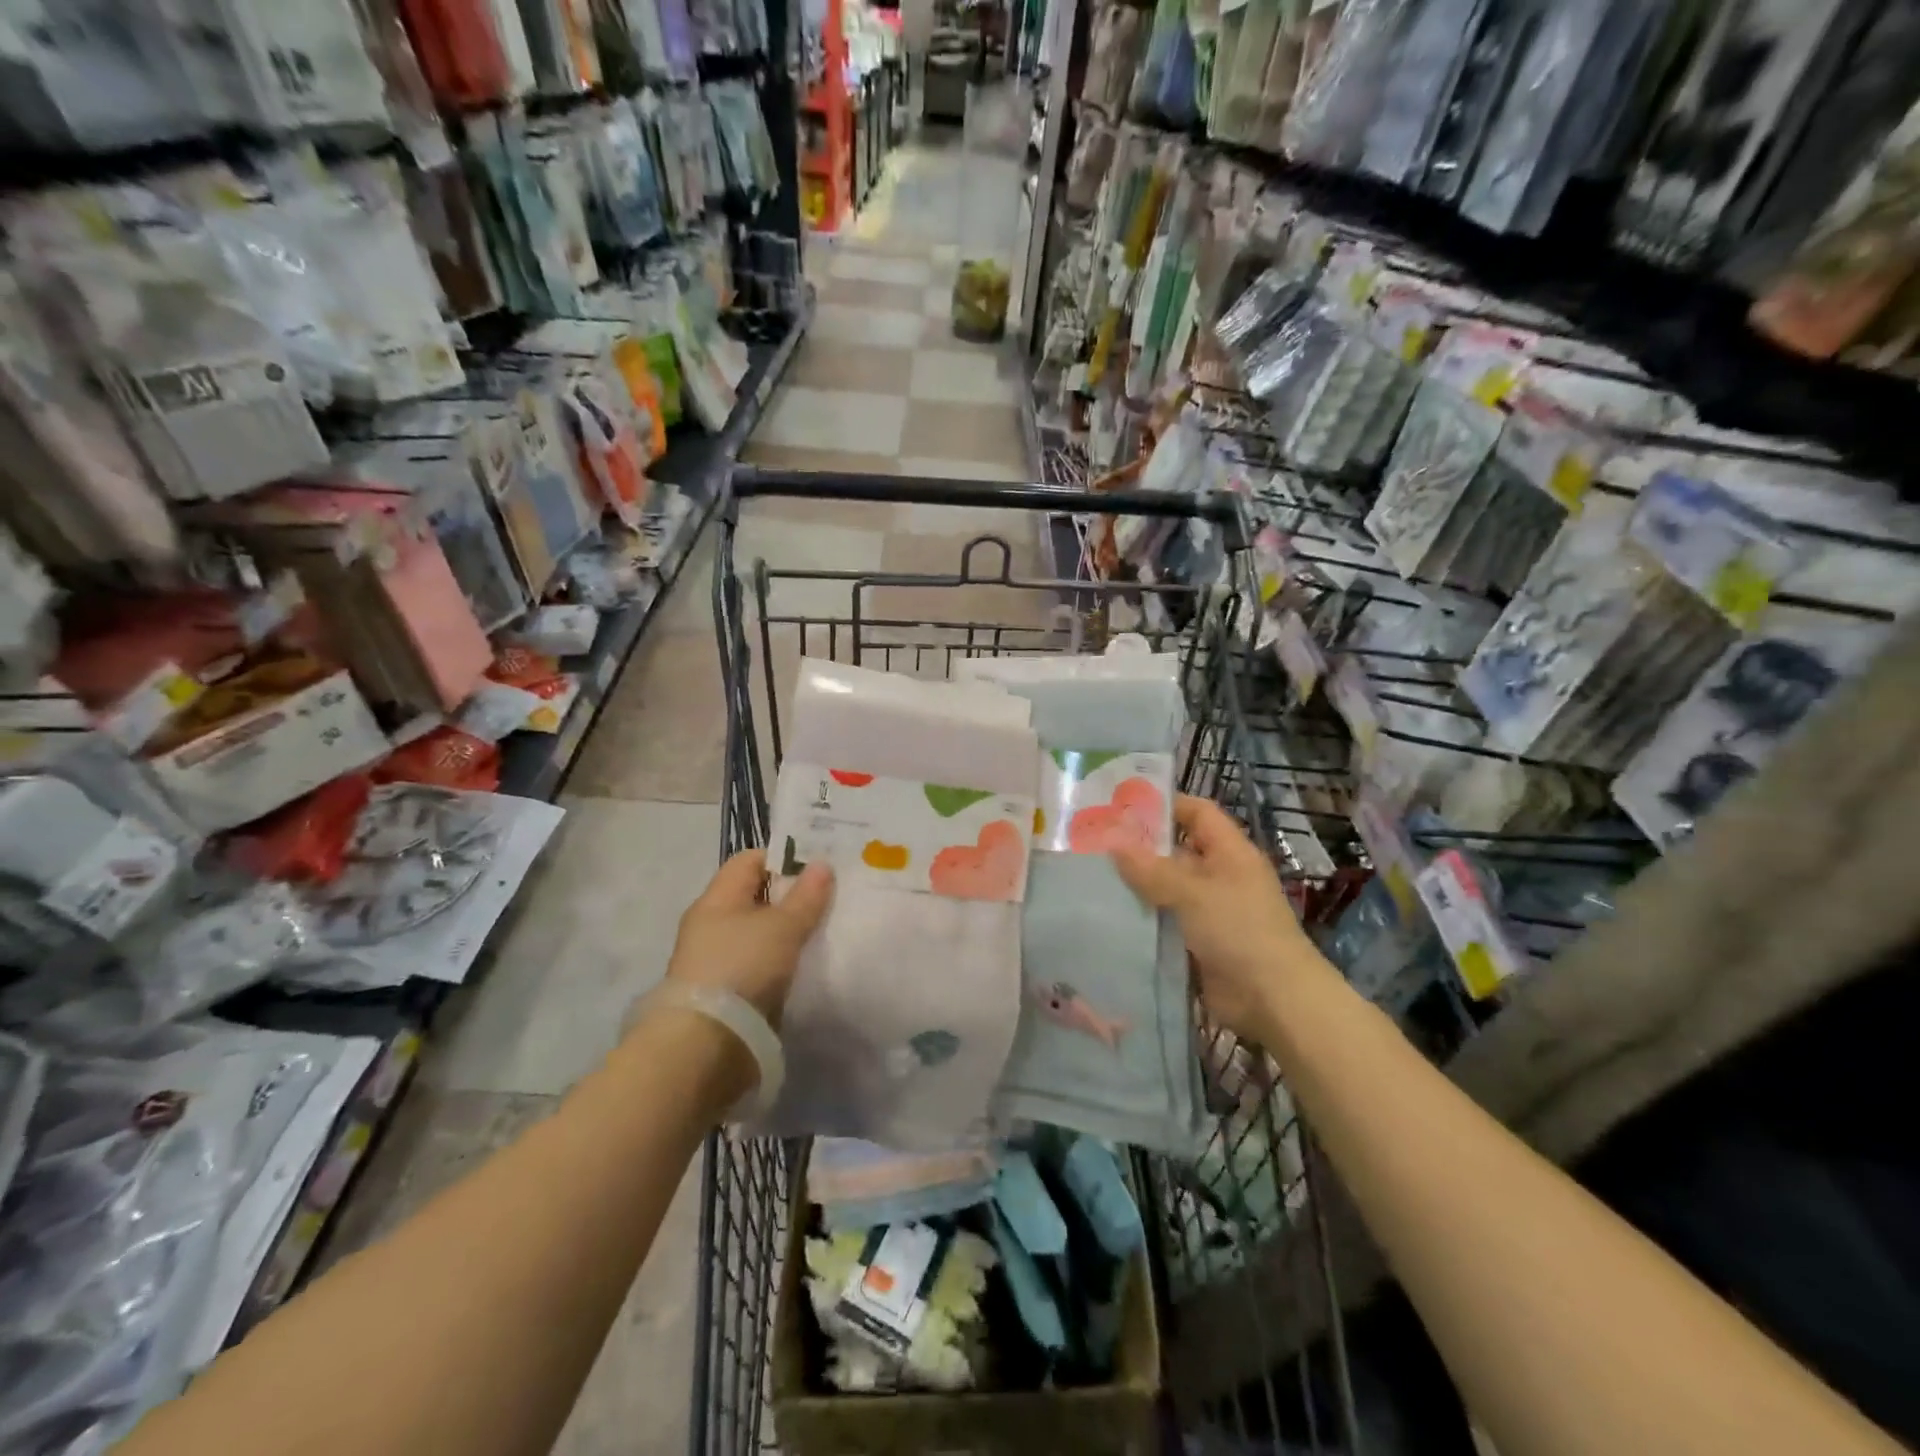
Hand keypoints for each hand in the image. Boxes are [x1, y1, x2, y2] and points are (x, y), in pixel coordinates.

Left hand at [664, 851, 833, 1026]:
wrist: (707, 1044)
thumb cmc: (742, 967)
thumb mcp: (782, 927)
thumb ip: (806, 896)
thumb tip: (822, 864)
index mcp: (716, 898)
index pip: (750, 860)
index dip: (783, 858)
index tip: (818, 868)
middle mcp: (711, 923)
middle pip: (756, 896)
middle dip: (791, 896)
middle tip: (829, 898)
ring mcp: (715, 959)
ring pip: (759, 932)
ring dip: (786, 931)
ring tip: (822, 932)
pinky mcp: (725, 991)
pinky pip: (758, 962)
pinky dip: (780, 960)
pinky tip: (804, 965)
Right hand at [1113, 795, 1317, 1041]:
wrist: (1274, 1000)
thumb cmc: (1240, 931)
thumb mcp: (1194, 893)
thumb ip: (1152, 869)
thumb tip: (1113, 843)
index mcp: (1229, 853)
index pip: (1197, 813)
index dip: (1165, 804)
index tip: (1122, 805)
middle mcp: (1219, 876)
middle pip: (1176, 850)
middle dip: (1139, 847)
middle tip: (1093, 843)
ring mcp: (1209, 910)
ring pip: (1166, 888)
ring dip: (1136, 885)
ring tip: (1090, 877)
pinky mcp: (1198, 942)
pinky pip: (1164, 921)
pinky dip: (1141, 918)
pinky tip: (1107, 915)